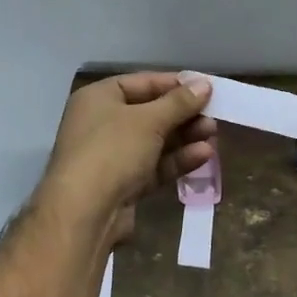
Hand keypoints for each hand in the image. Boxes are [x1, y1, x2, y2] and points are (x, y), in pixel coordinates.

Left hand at [38, 72, 215, 238]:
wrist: (83, 214)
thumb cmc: (112, 151)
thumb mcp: (149, 120)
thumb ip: (179, 102)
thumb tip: (204, 84)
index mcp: (99, 98)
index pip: (142, 82)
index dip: (175, 84)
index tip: (205, 88)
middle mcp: (102, 123)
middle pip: (150, 112)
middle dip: (183, 114)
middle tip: (213, 114)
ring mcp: (112, 156)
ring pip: (155, 141)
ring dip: (184, 137)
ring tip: (213, 134)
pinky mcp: (123, 184)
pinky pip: (154, 166)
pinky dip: (177, 160)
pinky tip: (203, 155)